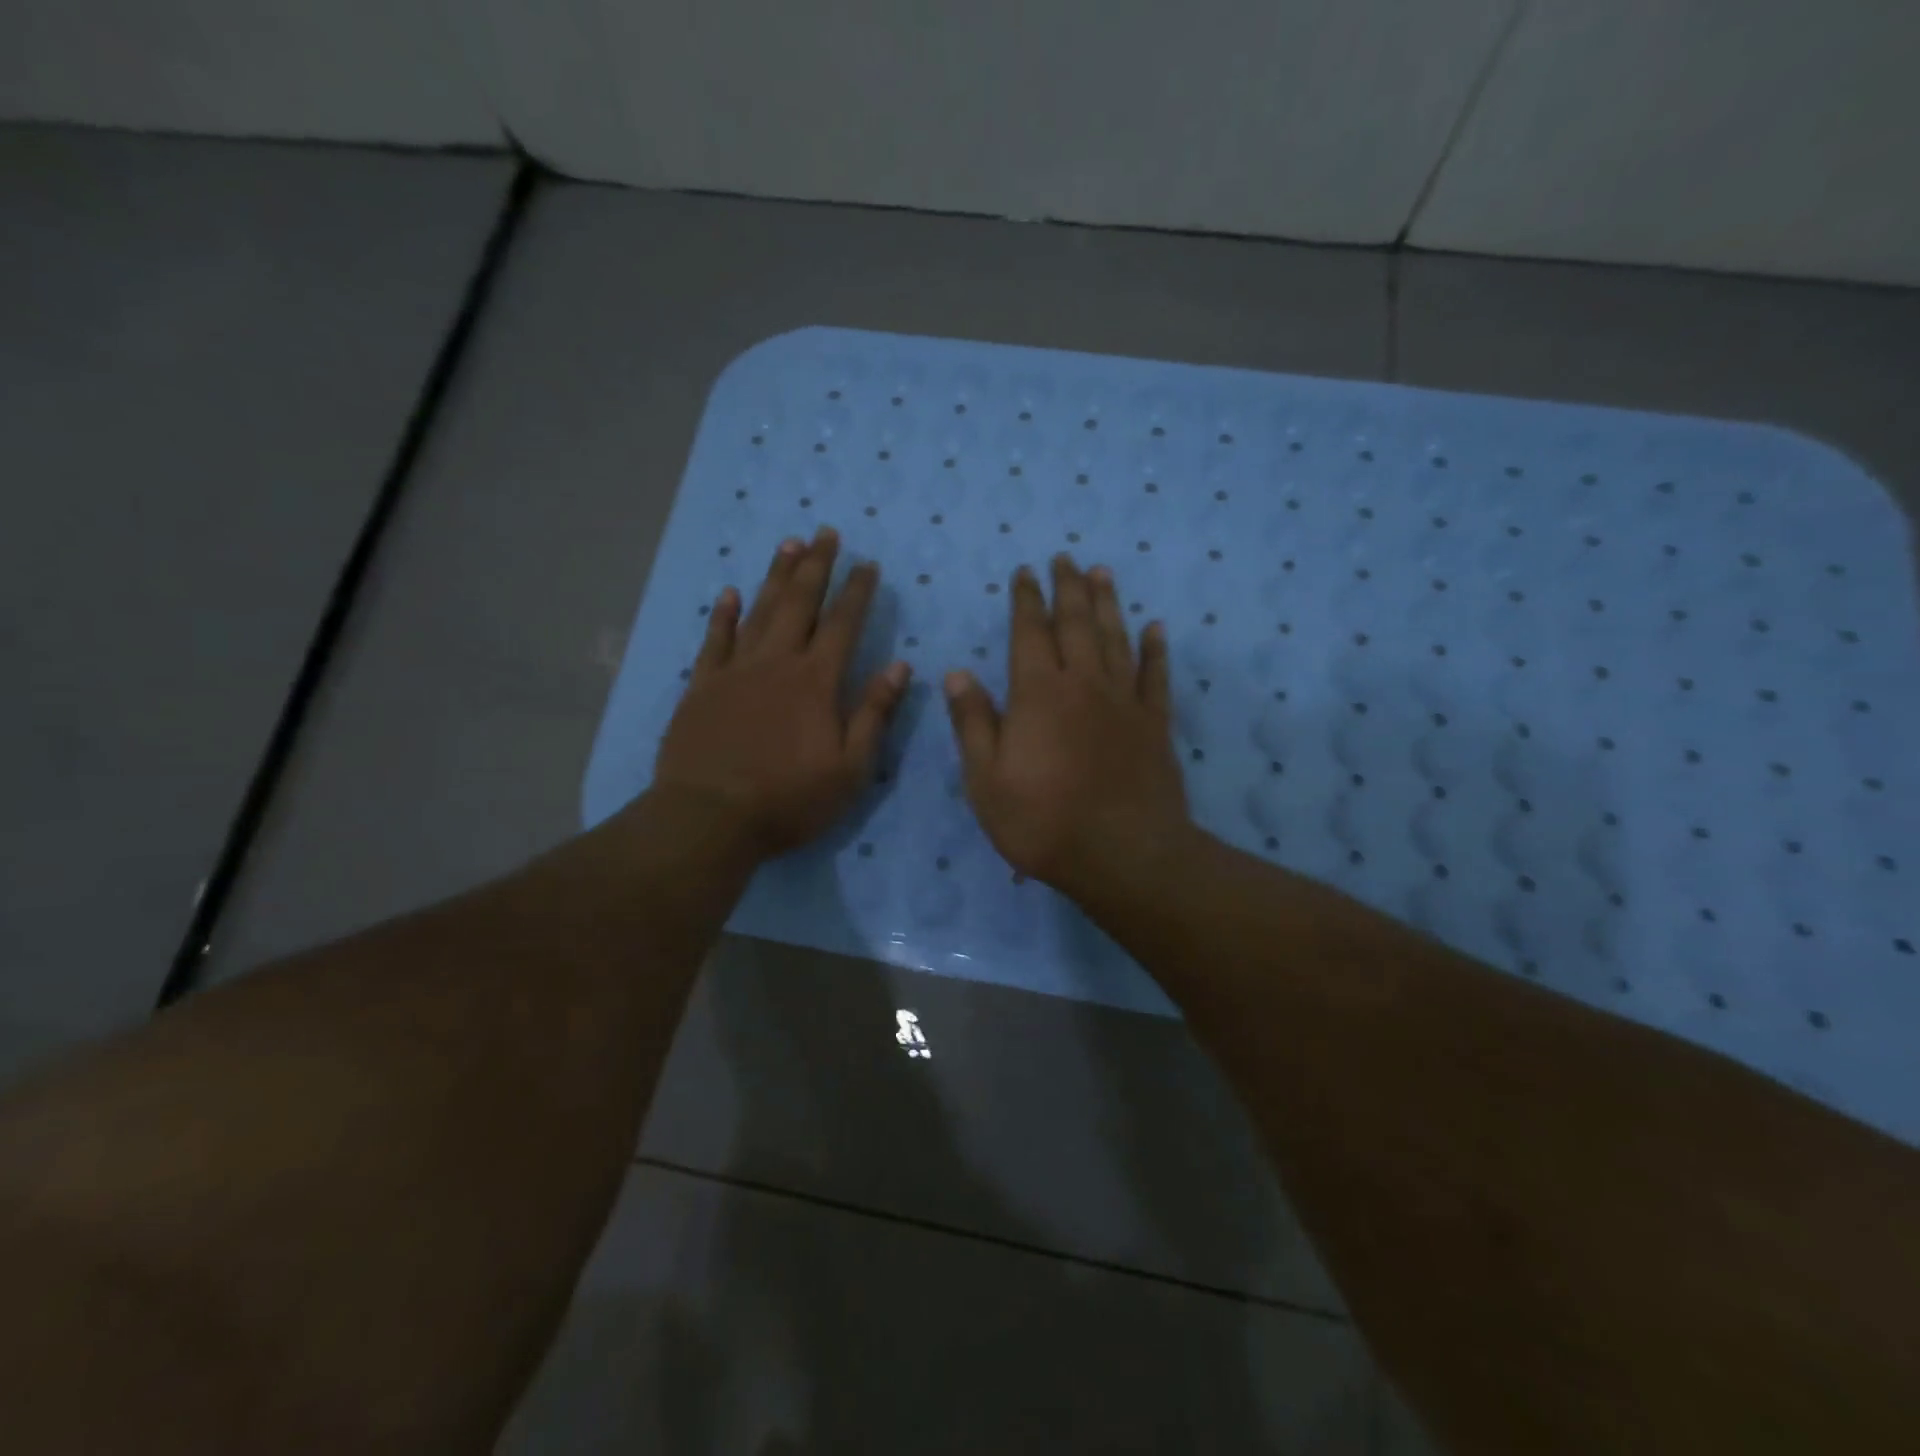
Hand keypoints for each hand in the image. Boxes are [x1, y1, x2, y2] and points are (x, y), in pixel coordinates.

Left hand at [652, 527, 909, 856]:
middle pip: (799, 603)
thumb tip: (900, 666)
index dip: (857, 592)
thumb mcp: (850, 768)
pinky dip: (723, 614)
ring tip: (789, 545)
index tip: (867, 564)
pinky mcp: (702, 687)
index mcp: (816, 682)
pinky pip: (714, 640)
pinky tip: (729, 592)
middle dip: (816, 567)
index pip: (843, 625)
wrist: (710, 818)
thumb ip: (874, 714)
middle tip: (825, 532)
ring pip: (759, 611)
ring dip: (776, 577)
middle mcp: (776, 663)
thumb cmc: (789, 799)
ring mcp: (735, 671)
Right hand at [944, 555, 1190, 897]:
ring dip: (1107, 603)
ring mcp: (1124, 702)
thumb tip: (957, 674)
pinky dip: (1155, 649)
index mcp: (1038, 694)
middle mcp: (1083, 684)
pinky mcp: (1154, 724)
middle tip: (1064, 559)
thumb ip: (973, 724)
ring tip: (1102, 573)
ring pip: (1115, 638)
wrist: (1123, 855)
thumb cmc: (1043, 822)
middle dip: (1067, 588)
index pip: (1029, 633)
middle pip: (1075, 624)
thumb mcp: (986, 781)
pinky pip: (1155, 676)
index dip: (1025, 600)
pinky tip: (1155, 628)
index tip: (1025, 573)